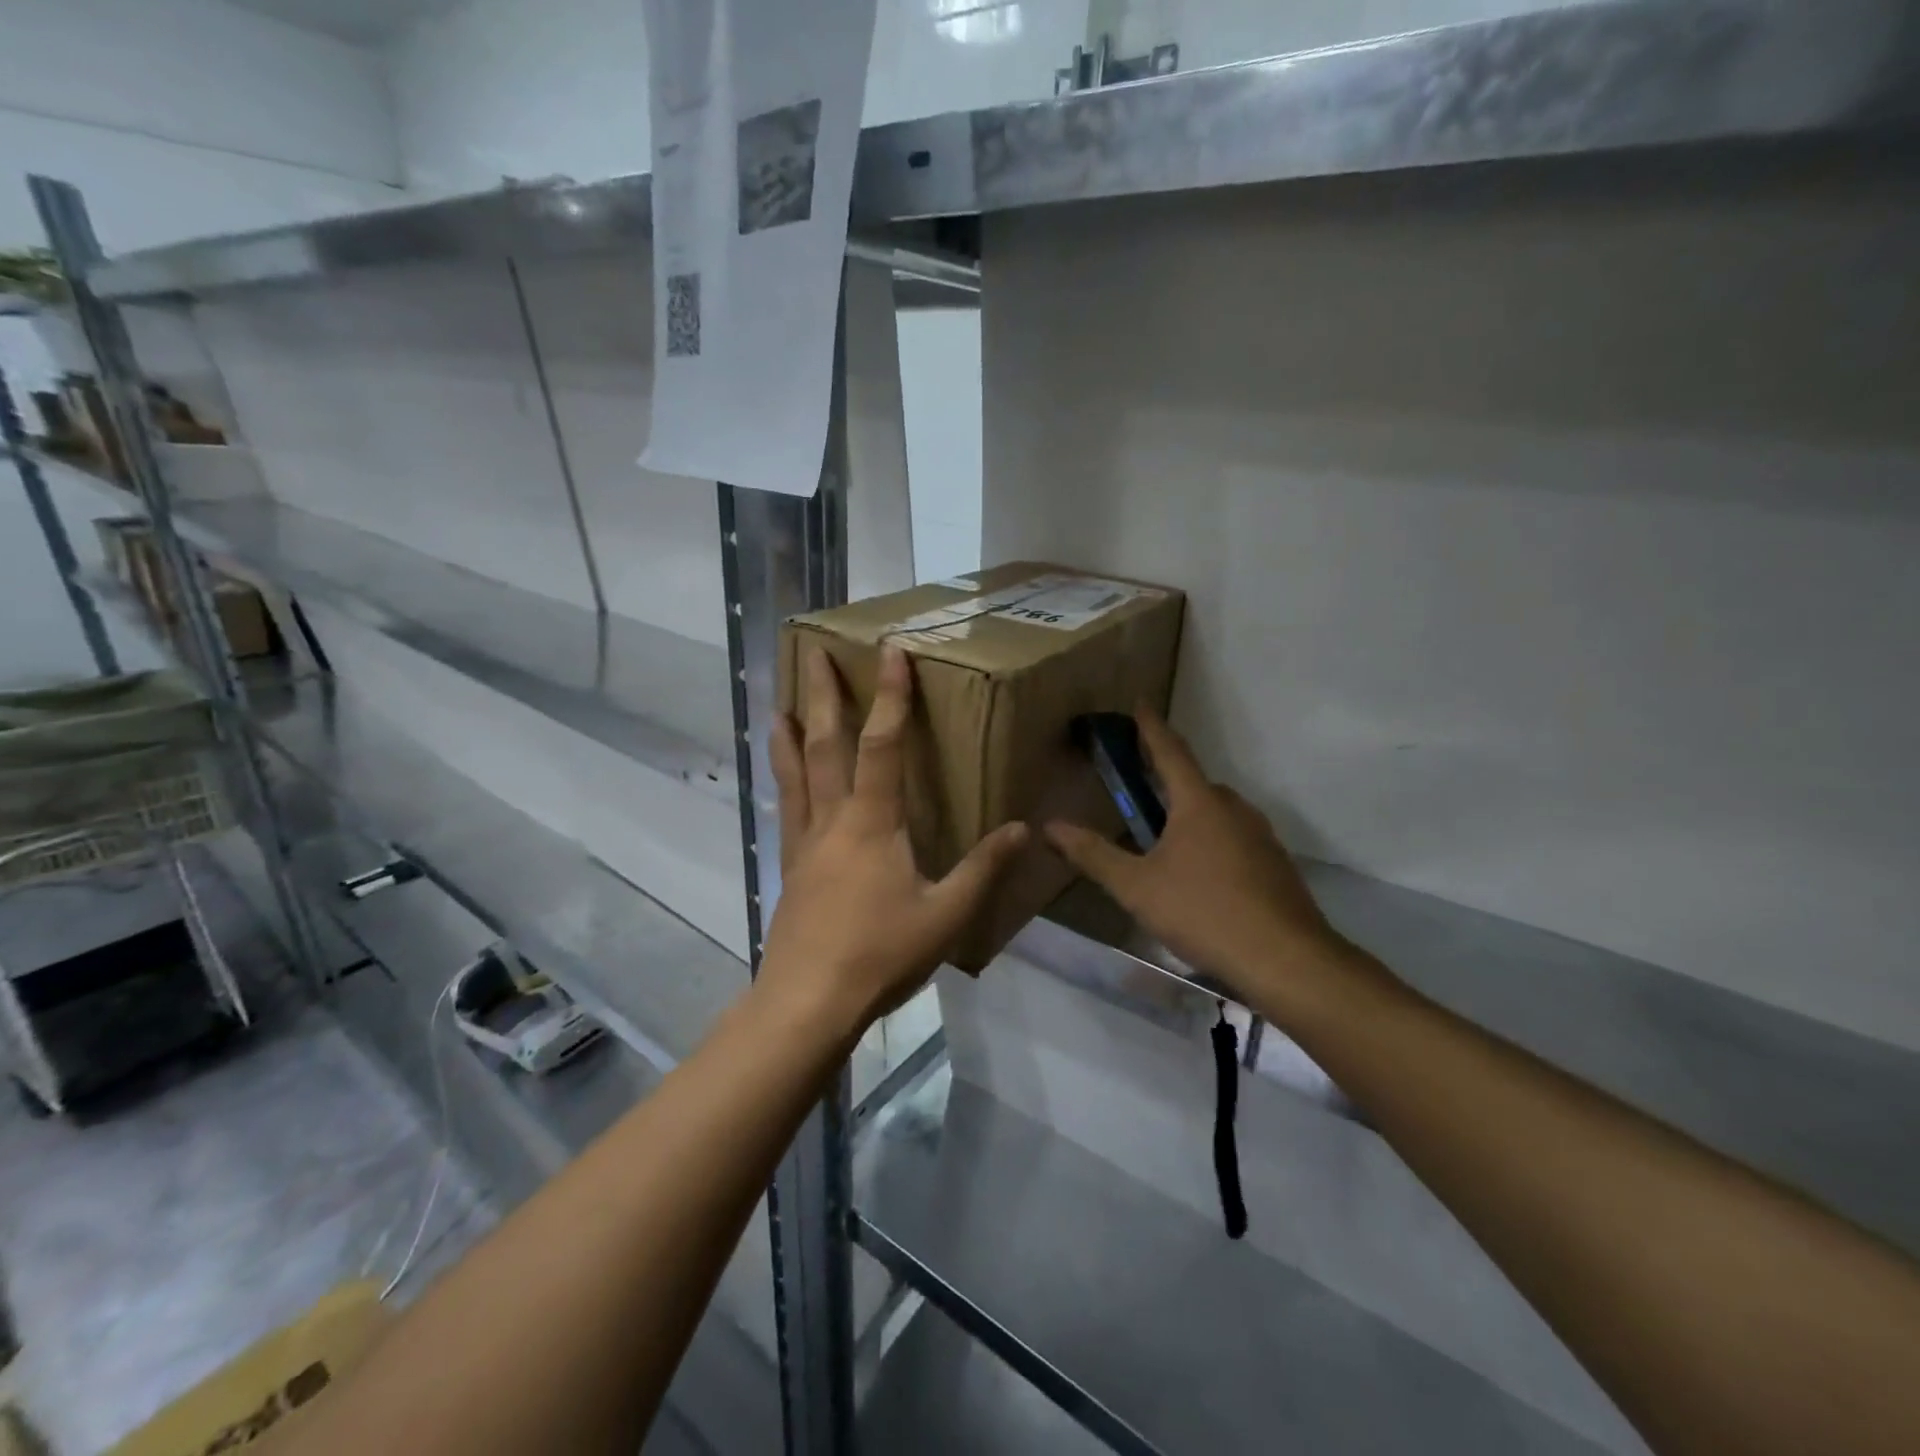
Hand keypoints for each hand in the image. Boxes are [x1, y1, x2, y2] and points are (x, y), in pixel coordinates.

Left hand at [760, 643, 1028, 1035]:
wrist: (808, 1001)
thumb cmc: (880, 954)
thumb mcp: (946, 915)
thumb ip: (984, 869)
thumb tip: (1023, 828)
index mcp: (874, 822)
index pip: (884, 744)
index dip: (890, 696)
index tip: (890, 652)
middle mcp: (833, 819)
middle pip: (825, 744)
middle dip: (822, 695)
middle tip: (812, 652)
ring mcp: (805, 842)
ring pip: (795, 773)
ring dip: (789, 733)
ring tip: (777, 702)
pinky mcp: (790, 867)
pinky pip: (786, 809)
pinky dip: (782, 781)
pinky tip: (781, 779)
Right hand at [1044, 707, 1350, 1003]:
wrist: (1285, 960)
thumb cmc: (1203, 911)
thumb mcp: (1136, 886)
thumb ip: (1092, 854)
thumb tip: (1049, 827)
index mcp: (1199, 803)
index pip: (1170, 751)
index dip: (1150, 727)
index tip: (1140, 703)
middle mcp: (1234, 809)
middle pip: (1195, 784)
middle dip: (1168, 781)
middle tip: (1140, 791)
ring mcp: (1261, 837)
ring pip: (1217, 814)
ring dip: (1190, 816)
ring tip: (1164, 841)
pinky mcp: (1275, 865)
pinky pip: (1235, 840)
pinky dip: (1212, 843)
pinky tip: (1200, 877)